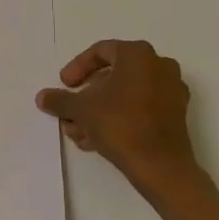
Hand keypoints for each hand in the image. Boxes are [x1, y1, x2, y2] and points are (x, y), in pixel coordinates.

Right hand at [36, 39, 199, 196]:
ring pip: (126, 94)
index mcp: (138, 54)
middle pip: (113, 75)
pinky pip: (141, 108)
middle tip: (70, 112)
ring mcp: (171, 90)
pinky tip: (98, 140)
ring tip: (79, 132)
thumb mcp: (82, 109)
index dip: (77, 68)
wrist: (161, 167)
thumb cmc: (121, 125)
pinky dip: (119, 118)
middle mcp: (159, 65)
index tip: (65, 85)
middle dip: (88, 95)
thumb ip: (60, 100)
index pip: (100, 52)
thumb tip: (42, 97)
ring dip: (99, 110)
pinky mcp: (176, 115)